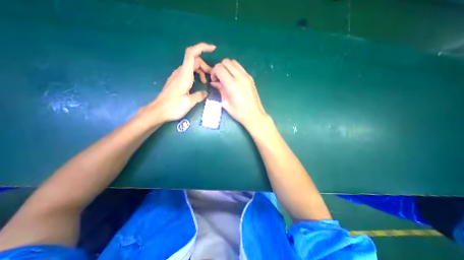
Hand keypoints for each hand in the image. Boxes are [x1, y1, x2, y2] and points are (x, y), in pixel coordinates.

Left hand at [137, 41, 216, 126]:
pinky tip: (198, 84)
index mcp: (184, 75)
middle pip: (194, 61)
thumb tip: (206, 93)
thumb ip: (199, 95)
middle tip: (212, 77)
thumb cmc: (173, 107)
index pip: (192, 54)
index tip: (213, 49)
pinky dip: (195, 75)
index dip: (202, 48)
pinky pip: (188, 73)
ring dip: (201, 71)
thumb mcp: (189, 102)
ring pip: (191, 67)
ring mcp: (177, 76)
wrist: (158, 111)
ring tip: (205, 82)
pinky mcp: (176, 81)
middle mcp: (180, 72)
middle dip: (205, 66)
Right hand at [210, 58, 268, 129]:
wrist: (254, 115)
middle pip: (226, 62)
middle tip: (219, 78)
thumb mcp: (225, 103)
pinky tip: (233, 79)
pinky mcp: (250, 77)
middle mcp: (240, 77)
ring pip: (234, 62)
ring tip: (226, 78)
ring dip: (227, 67)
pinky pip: (240, 67)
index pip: (219, 68)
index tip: (214, 80)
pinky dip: (234, 69)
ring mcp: (246, 76)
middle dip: (219, 68)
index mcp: (232, 84)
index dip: (213, 72)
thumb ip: (220, 89)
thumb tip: (214, 82)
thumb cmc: (238, 112)